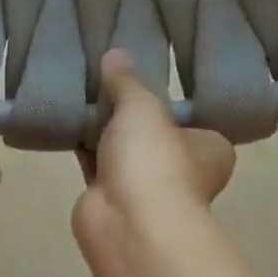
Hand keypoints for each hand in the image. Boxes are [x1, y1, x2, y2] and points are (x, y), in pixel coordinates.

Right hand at [73, 51, 235, 256]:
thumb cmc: (154, 160)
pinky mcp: (111, 201)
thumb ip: (127, 82)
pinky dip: (84, 151)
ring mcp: (146, 189)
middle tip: (104, 84)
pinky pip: (96, 167)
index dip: (168, 103)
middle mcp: (184, 171)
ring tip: (80, 97)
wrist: (127, 222)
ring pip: (123, 152)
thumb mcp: (143, 107)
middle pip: (154, 136)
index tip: (142, 83)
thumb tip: (115, 54)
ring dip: (104, 134)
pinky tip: (66, 126)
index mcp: (210, 149)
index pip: (192, 120)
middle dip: (130, 118)